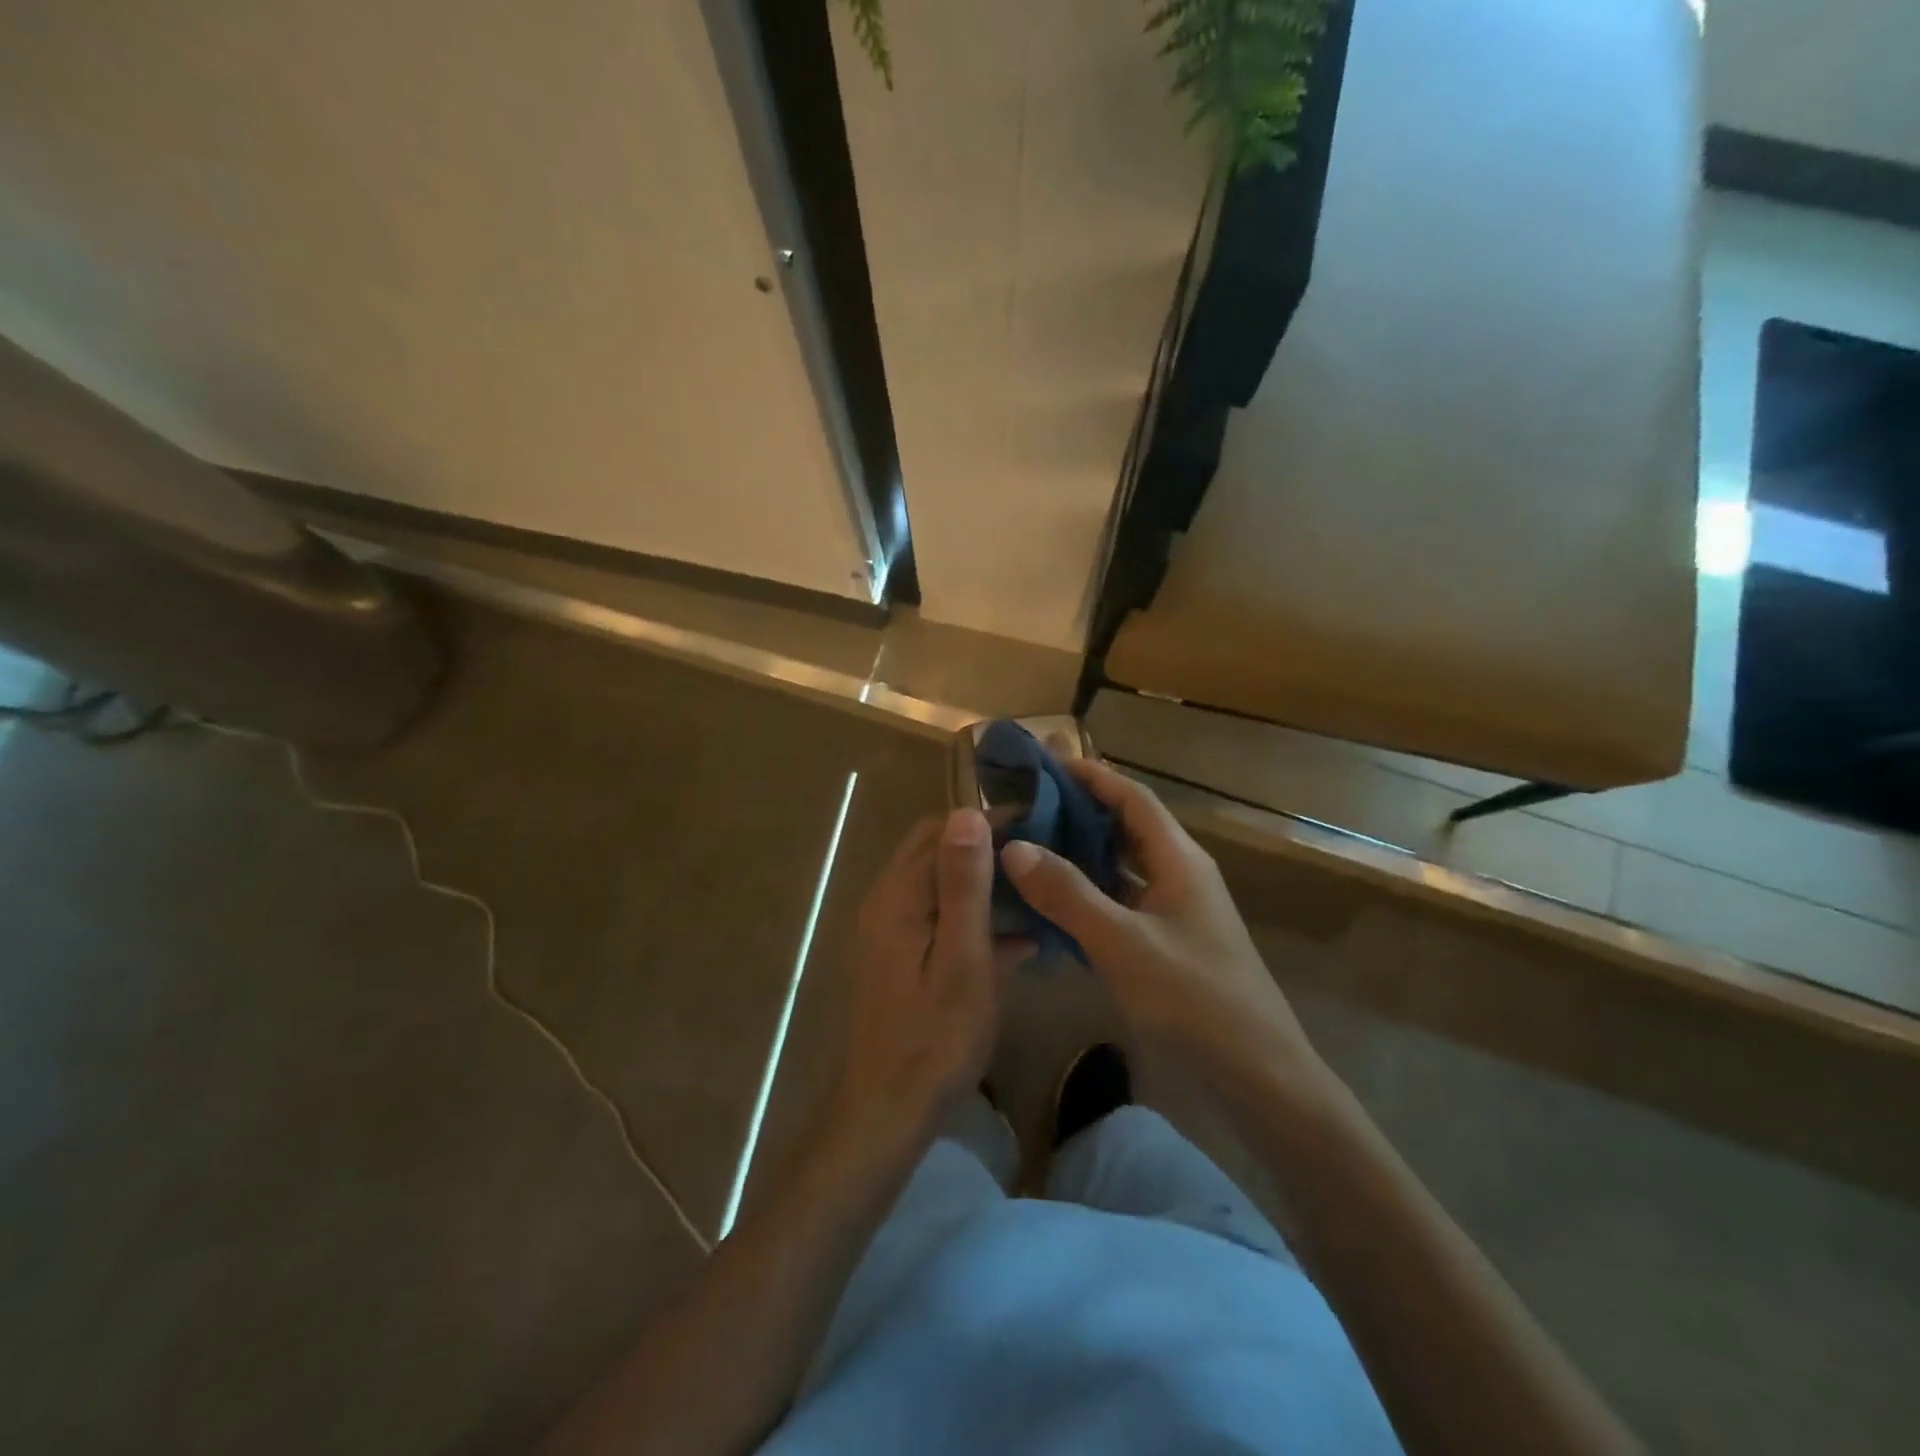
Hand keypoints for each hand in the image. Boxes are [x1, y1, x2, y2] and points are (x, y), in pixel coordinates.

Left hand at [829, 808, 1004, 1157]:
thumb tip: (967, 812)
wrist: (887, 1110)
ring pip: (941, 886)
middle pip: (937, 852)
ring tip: (1037, 891)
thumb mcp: (962, 958)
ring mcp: (891, 932)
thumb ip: (964, 885)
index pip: (943, 831)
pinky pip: (940, 920)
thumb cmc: (934, 1037)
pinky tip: (1020, 941)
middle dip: (986, 846)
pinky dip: (974, 919)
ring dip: (984, 883)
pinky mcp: (901, 958)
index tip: (1038, 824)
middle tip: (1038, 854)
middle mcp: (888, 903)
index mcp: (899, 896)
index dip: (989, 821)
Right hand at [999, 760, 1316, 1083]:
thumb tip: (1014, 847)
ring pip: (1122, 866)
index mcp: (1178, 859)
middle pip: (1126, 826)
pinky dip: (1089, 894)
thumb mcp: (1122, 942)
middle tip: (1029, 801)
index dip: (1092, 775)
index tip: (1046, 762)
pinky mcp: (1168, 942)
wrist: (1258, 1074)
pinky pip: (1122, 902)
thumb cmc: (1193, 997)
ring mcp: (1176, 910)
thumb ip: (1068, 894)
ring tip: (1031, 844)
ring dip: (1082, 853)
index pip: (1132, 797)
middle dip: (1080, 810)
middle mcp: (1179, 874)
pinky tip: (1054, 903)